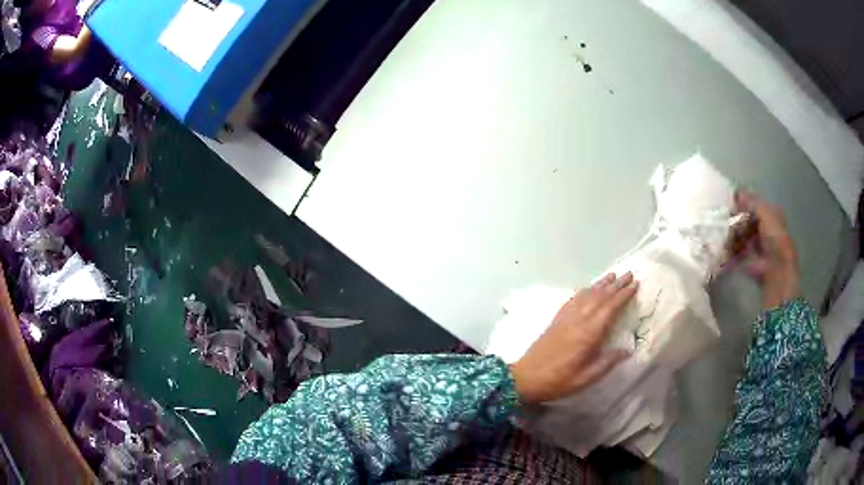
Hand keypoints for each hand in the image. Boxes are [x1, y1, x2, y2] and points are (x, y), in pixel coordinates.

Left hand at [509, 272, 637, 403]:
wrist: (525, 378)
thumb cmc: (559, 381)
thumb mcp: (587, 378)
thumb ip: (608, 362)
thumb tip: (628, 349)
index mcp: (588, 333)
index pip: (610, 308)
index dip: (623, 295)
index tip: (635, 285)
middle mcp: (578, 320)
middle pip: (599, 297)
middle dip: (615, 285)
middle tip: (628, 274)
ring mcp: (565, 318)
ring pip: (586, 295)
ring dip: (600, 284)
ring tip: (612, 276)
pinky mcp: (556, 320)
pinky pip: (572, 300)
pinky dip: (583, 291)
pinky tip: (587, 289)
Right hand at [732, 191, 798, 308]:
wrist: (777, 271)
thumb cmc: (774, 239)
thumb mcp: (765, 213)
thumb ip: (751, 202)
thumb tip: (736, 191)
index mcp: (772, 215)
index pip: (754, 205)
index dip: (742, 204)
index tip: (730, 205)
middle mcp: (766, 229)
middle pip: (747, 221)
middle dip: (736, 221)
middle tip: (725, 223)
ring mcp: (759, 247)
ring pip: (742, 236)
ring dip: (733, 237)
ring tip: (724, 238)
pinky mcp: (752, 262)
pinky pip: (739, 253)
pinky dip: (732, 253)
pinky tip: (725, 252)